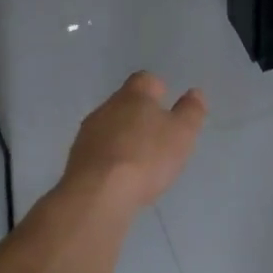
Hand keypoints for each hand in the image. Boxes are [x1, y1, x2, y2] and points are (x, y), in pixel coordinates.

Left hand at [61, 72, 207, 212]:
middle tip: (158, 134)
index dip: (158, 89)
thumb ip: (191, 112)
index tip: (168, 103)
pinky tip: (120, 175)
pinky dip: (111, 157)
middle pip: (125, 102)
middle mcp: (106, 107)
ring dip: (123, 136)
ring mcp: (88, 133)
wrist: (99, 192)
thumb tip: (195, 93)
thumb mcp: (181, 134)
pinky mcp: (77, 158)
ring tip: (140, 158)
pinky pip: (98, 150)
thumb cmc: (147, 157)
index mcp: (134, 95)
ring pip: (110, 126)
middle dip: (140, 114)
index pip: (146, 80)